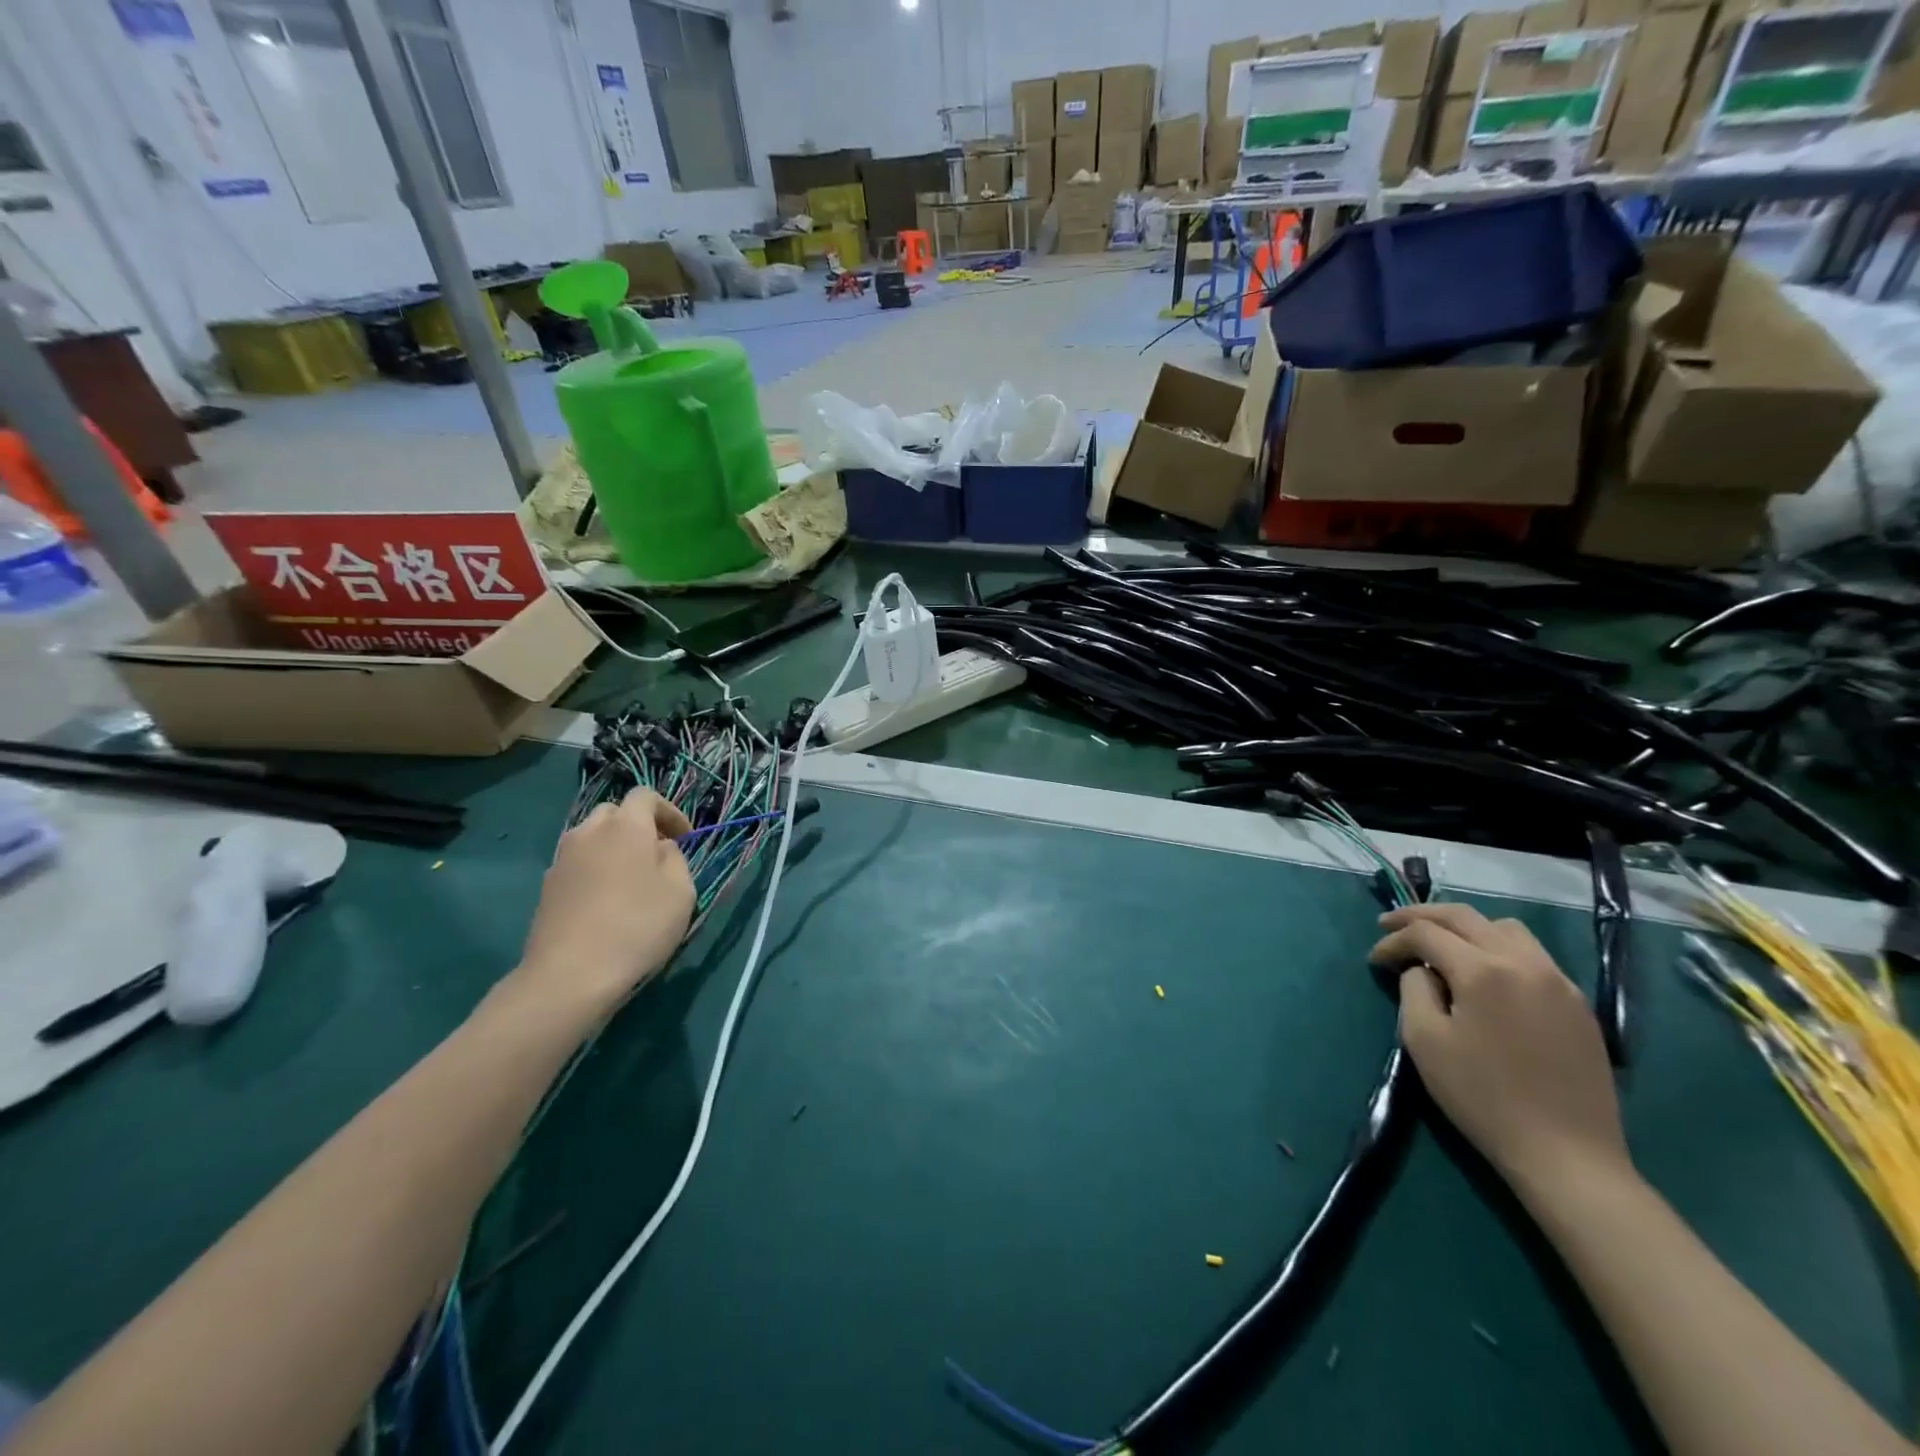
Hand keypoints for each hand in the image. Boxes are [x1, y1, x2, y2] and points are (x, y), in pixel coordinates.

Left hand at [513, 790, 695, 1016]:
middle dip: (638, 825)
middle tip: (656, 854)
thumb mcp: (681, 891)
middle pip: (614, 813)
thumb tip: (659, 849)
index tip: (685, 838)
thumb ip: (675, 859)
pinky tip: (606, 903)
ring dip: (613, 848)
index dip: (669, 811)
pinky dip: (595, 870)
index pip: (645, 795)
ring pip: (592, 838)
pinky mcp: (546, 888)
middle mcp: (589, 833)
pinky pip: (577, 864)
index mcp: (625, 826)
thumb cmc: (637, 926)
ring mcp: (562, 860)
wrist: (569, 975)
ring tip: (631, 880)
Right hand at [1370, 903, 1629, 1194]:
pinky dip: (1497, 948)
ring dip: (1465, 928)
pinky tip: (1484, 974)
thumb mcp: (1425, 1041)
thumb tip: (1422, 970)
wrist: (1567, 1155)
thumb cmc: (1483, 1097)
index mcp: (1483, 970)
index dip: (1393, 940)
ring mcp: (1559, 981)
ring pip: (1504, 928)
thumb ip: (1414, 990)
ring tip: (1441, 945)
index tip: (1374, 960)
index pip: (1426, 934)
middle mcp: (1524, 962)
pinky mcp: (1578, 1004)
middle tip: (1391, 925)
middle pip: (1465, 917)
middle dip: (1421, 916)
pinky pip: (1532, 955)